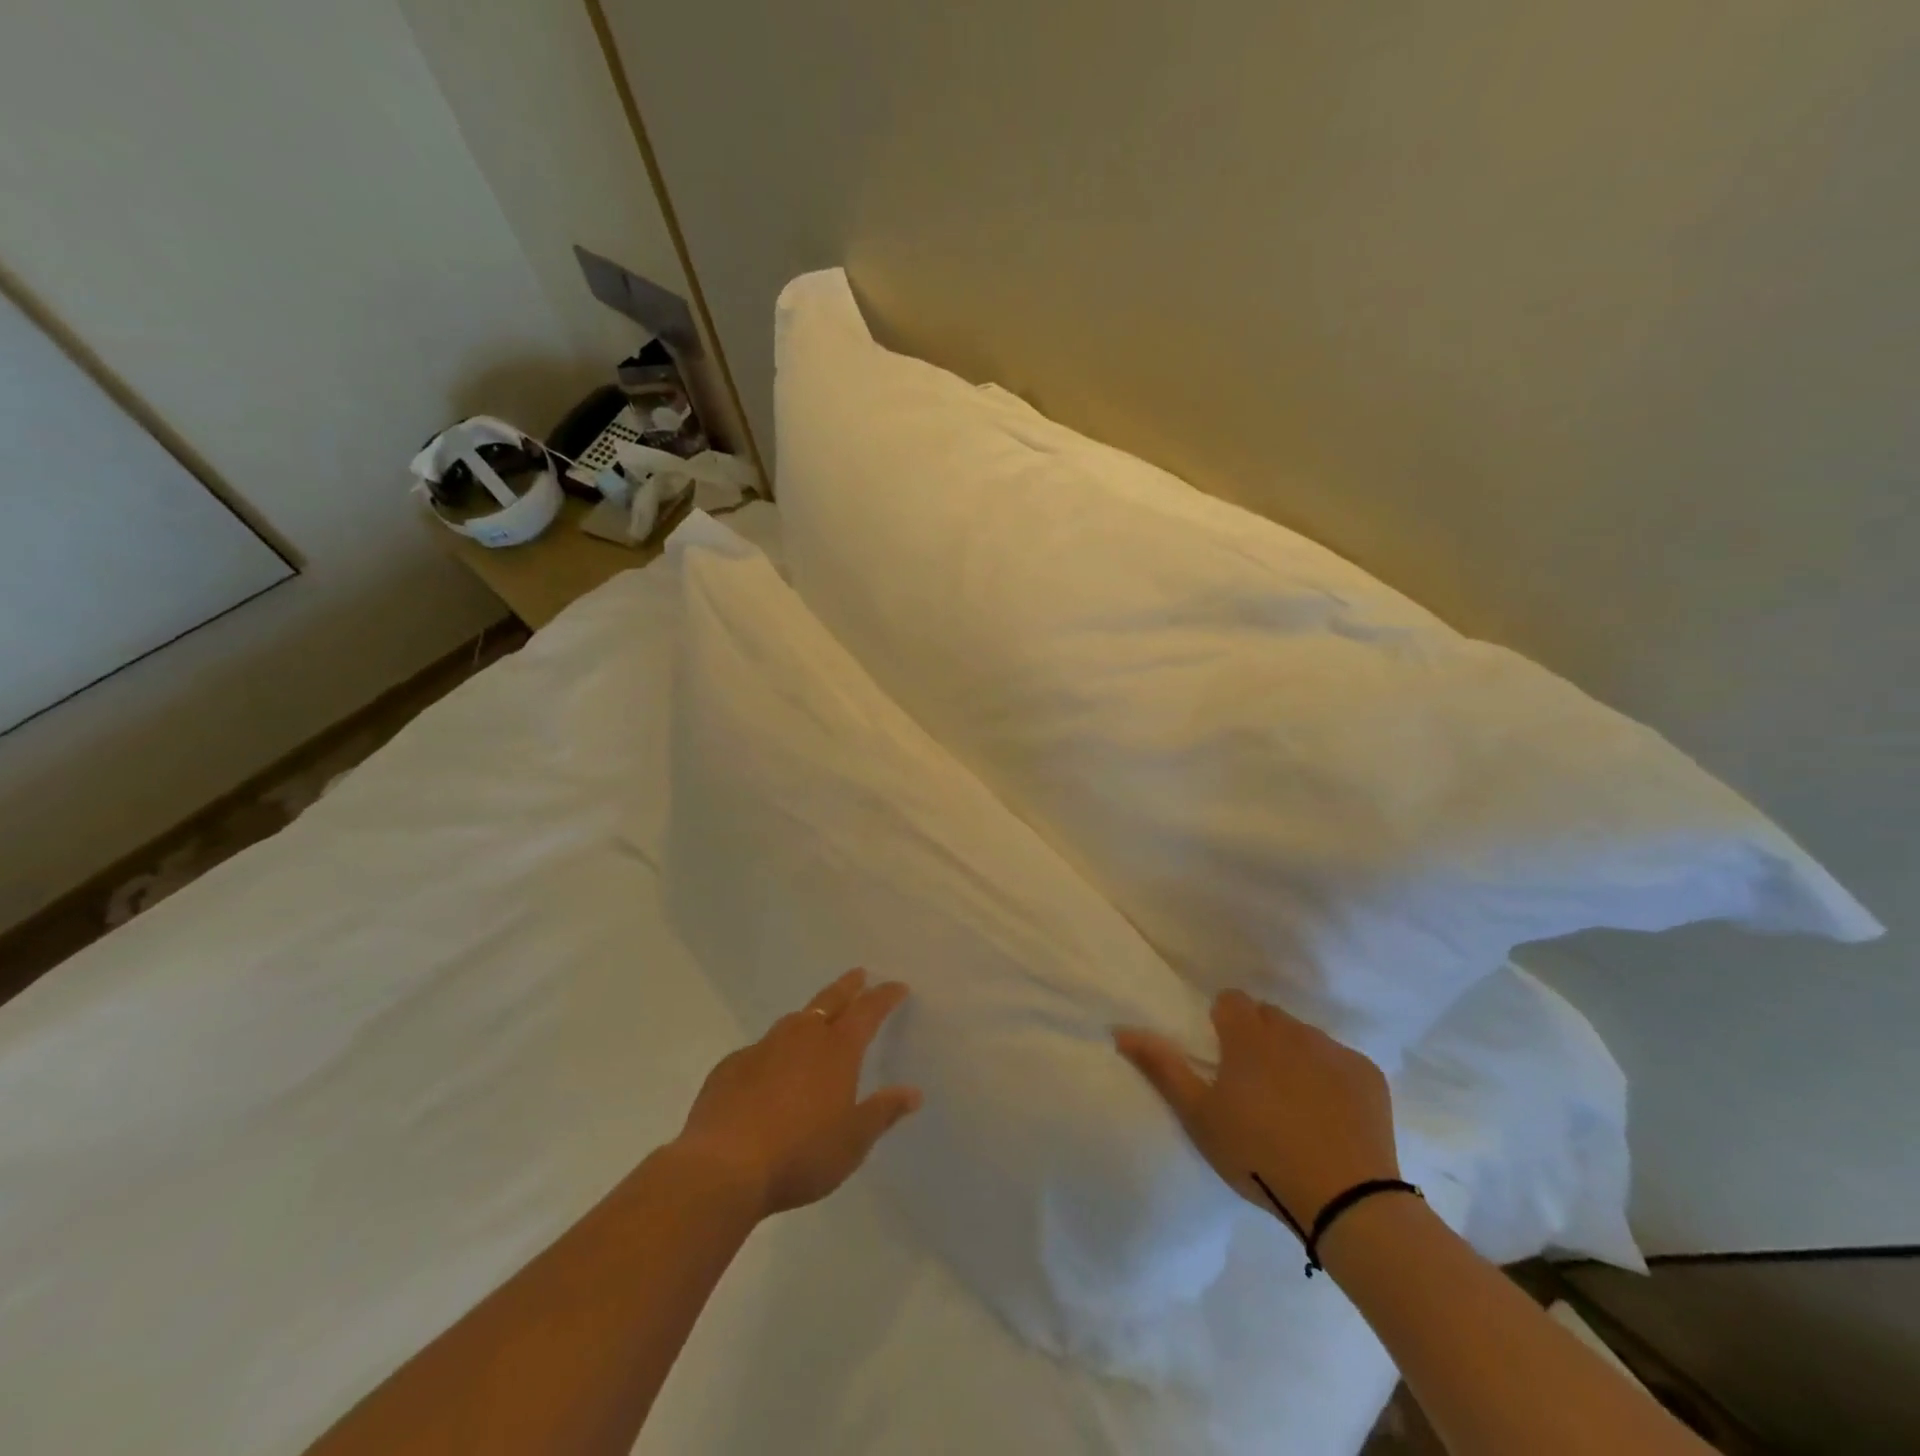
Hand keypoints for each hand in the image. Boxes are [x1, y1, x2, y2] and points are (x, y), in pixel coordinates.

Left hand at [673, 969, 921, 1219]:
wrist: (722, 1168)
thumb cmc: (800, 1155)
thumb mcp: (852, 1142)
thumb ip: (882, 1113)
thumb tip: (913, 1092)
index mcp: (837, 1050)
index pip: (867, 1011)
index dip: (884, 996)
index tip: (897, 986)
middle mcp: (801, 1037)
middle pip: (830, 1000)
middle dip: (848, 987)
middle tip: (859, 975)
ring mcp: (762, 1048)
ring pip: (793, 1021)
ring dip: (811, 1016)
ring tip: (817, 1020)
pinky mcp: (731, 1067)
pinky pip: (760, 1050)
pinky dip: (775, 1052)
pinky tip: (770, 1071)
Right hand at [1116, 990, 1399, 1231]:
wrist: (1345, 1202)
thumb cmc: (1258, 1154)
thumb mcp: (1199, 1116)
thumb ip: (1162, 1066)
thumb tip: (1122, 1030)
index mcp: (1249, 1035)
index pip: (1230, 1001)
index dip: (1223, 1024)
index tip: (1223, 1060)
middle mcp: (1292, 1030)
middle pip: (1267, 1017)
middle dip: (1257, 1039)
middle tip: (1253, 1086)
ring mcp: (1334, 1051)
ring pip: (1304, 1037)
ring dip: (1293, 1056)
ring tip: (1292, 1104)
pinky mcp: (1368, 1075)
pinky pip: (1339, 1061)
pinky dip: (1330, 1078)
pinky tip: (1329, 1116)